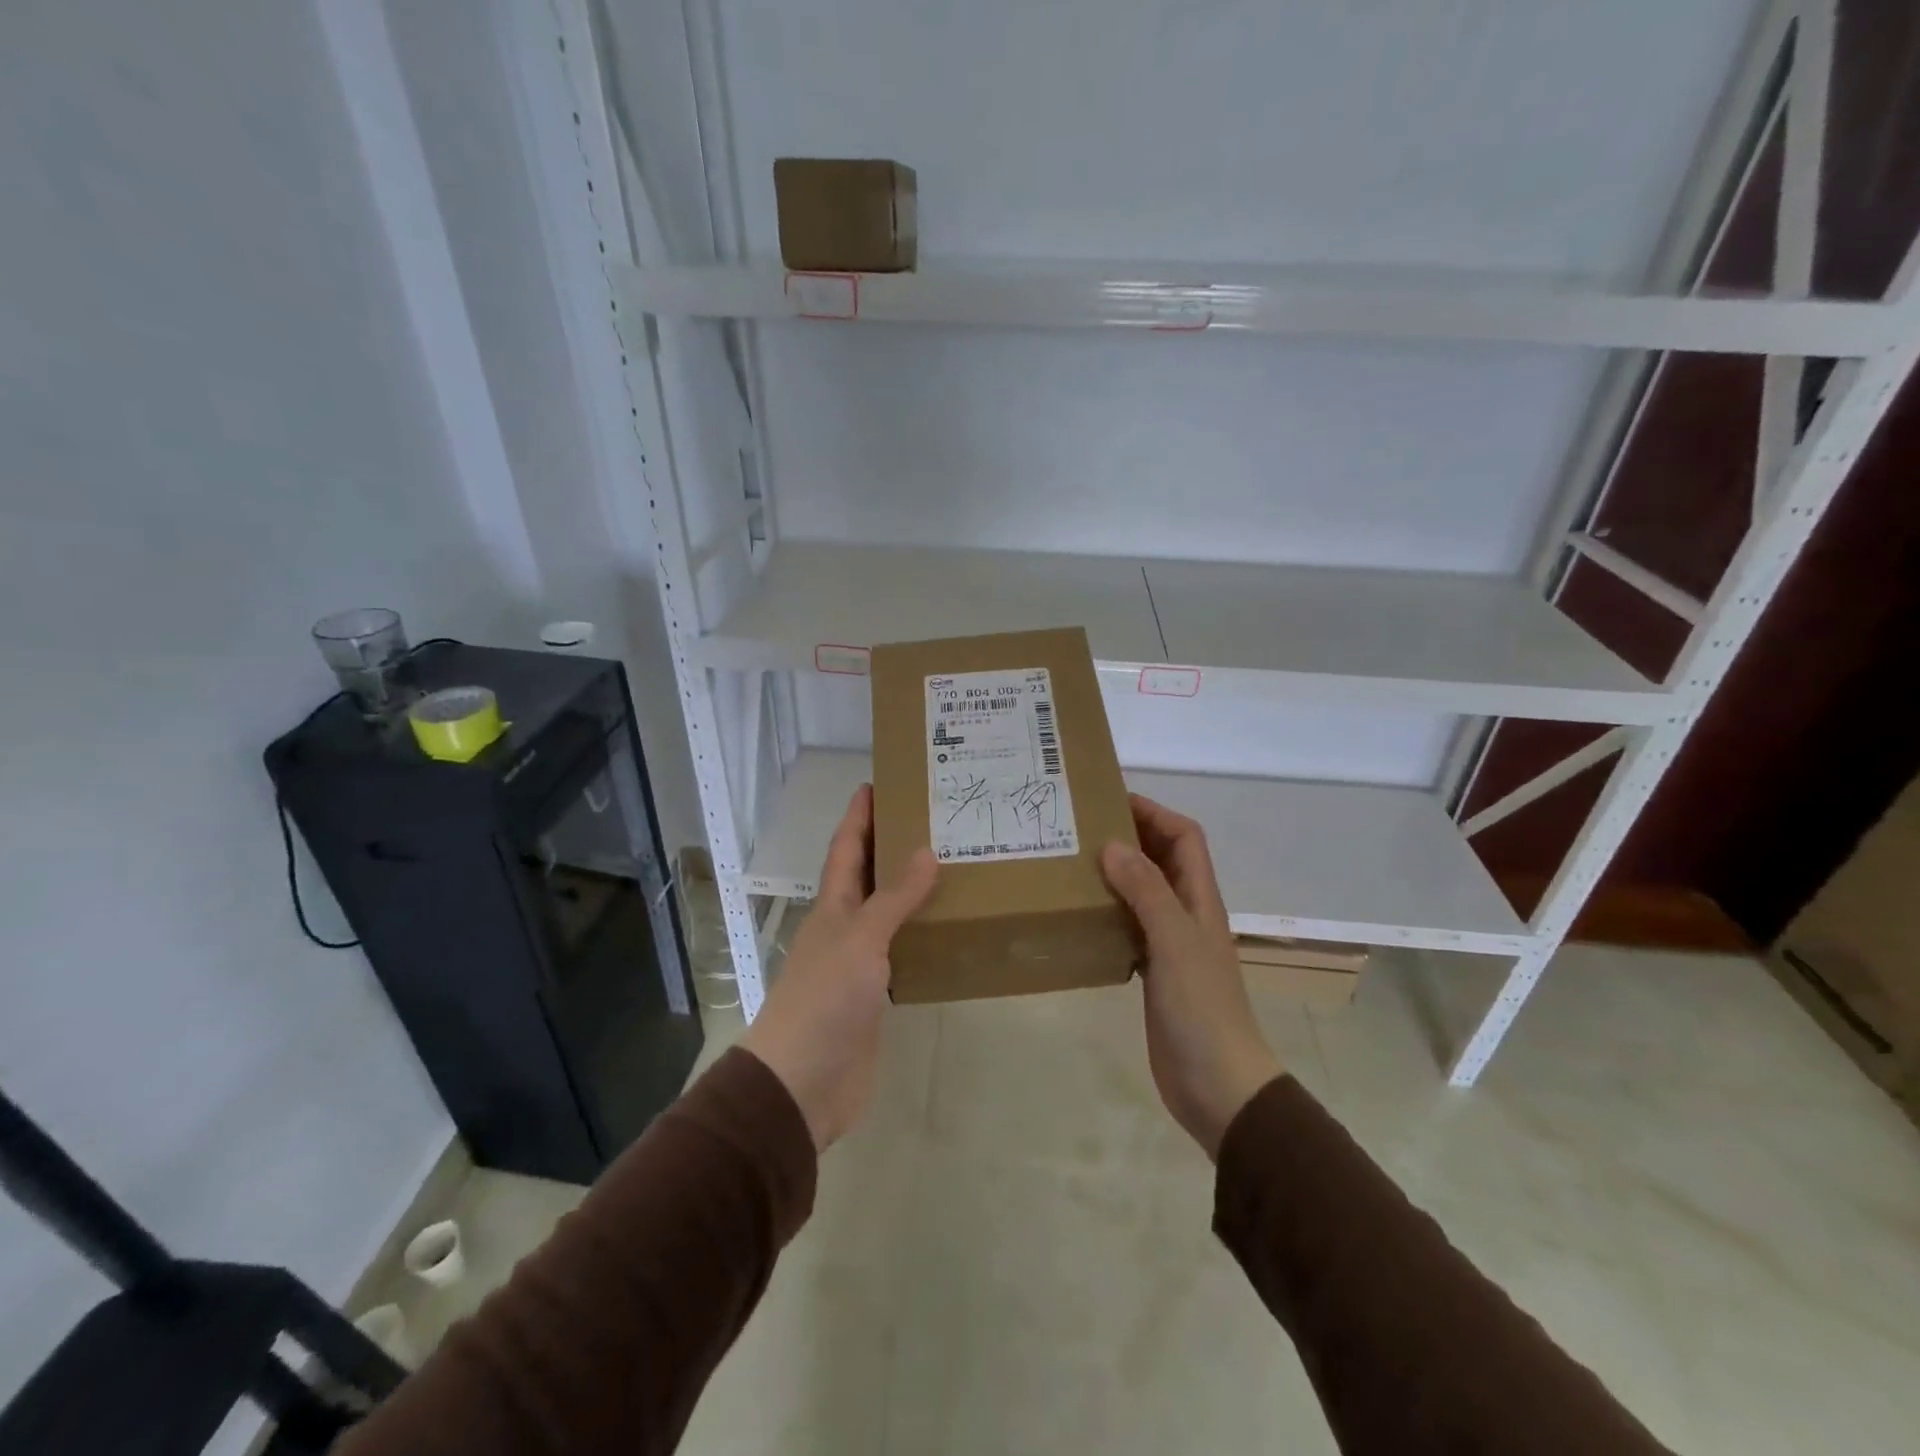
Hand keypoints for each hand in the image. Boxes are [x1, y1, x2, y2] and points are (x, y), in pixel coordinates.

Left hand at [740, 785, 937, 1151]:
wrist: (802, 1082)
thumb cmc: (825, 998)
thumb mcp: (861, 939)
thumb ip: (894, 898)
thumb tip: (926, 850)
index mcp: (833, 906)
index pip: (846, 847)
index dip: (858, 816)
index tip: (877, 782)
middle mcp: (844, 927)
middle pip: (868, 876)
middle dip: (890, 844)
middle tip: (932, 819)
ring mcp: (859, 963)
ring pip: (888, 914)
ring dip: (911, 890)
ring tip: (952, 866)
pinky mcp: (875, 996)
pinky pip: (902, 953)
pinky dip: (921, 936)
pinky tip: (948, 931)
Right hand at [1100, 795, 1282, 1158]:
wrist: (1218, 1085)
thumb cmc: (1201, 1008)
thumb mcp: (1174, 942)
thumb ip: (1146, 892)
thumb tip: (1113, 844)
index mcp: (1200, 899)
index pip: (1184, 837)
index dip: (1154, 812)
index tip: (1110, 800)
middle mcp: (1187, 914)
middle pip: (1163, 859)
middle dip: (1130, 836)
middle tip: (1081, 828)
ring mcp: (1171, 944)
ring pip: (1144, 892)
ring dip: (1116, 873)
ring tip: (1073, 863)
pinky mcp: (1154, 971)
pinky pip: (1130, 926)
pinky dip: (1109, 912)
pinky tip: (1080, 915)